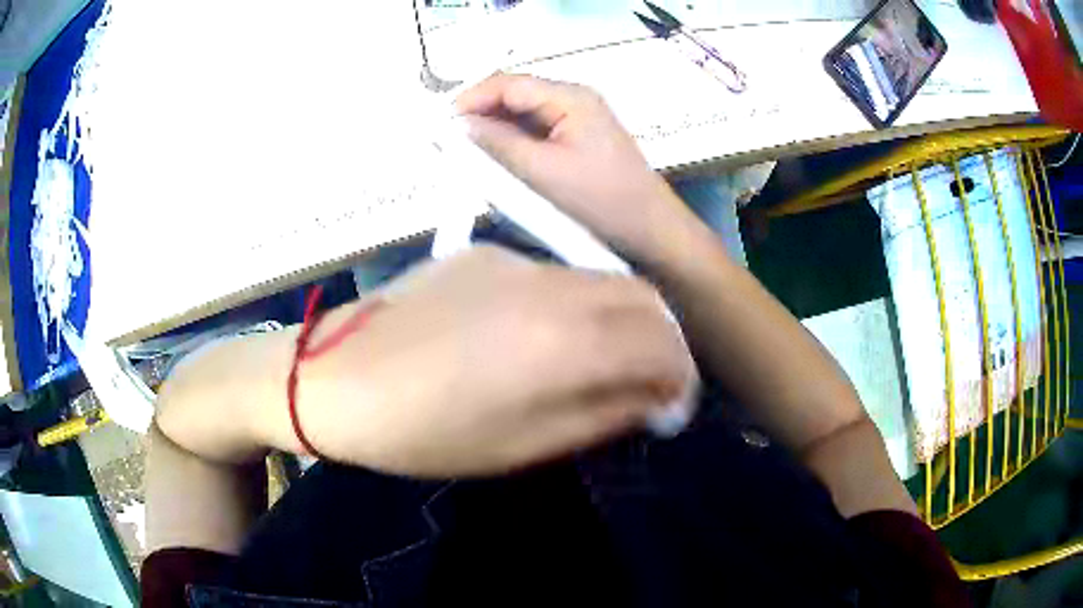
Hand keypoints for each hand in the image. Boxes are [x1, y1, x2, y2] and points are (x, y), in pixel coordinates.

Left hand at [296, 246, 695, 476]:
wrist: (332, 376)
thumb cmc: (420, 432)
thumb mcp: (516, 446)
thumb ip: (597, 416)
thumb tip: (649, 399)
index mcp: (562, 343)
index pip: (661, 345)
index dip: (680, 378)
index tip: (672, 407)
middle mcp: (551, 286)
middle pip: (643, 298)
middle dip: (663, 341)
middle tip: (651, 381)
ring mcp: (515, 259)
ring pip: (602, 278)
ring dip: (624, 318)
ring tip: (608, 358)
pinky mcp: (485, 251)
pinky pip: (555, 272)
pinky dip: (578, 301)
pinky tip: (545, 332)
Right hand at [455, 74, 701, 264]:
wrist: (651, 230)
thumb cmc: (601, 201)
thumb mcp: (542, 172)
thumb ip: (497, 144)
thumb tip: (458, 125)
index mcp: (570, 97)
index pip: (508, 83)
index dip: (471, 98)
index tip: (441, 123)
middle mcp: (574, 98)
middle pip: (515, 95)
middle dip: (480, 113)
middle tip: (449, 140)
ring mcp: (579, 117)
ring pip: (523, 113)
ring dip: (495, 129)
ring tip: (466, 152)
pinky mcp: (578, 137)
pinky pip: (536, 131)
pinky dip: (513, 141)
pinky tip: (496, 159)